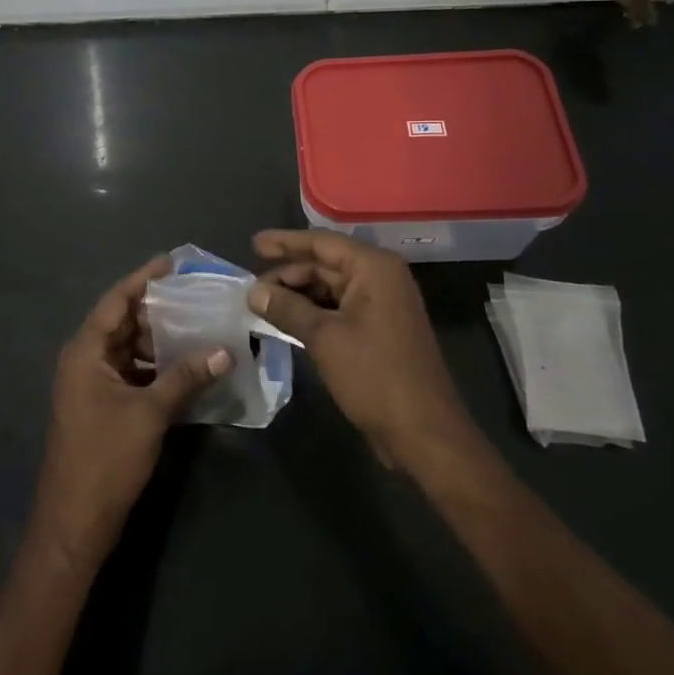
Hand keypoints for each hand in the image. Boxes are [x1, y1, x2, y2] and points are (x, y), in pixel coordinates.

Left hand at [30, 255, 232, 569]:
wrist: (74, 523)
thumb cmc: (105, 459)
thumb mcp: (149, 414)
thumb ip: (186, 378)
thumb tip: (225, 351)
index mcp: (85, 352)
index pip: (116, 301)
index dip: (143, 278)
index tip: (172, 261)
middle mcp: (84, 359)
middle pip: (122, 321)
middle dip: (157, 308)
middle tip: (195, 293)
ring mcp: (92, 384)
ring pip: (129, 347)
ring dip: (159, 338)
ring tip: (198, 323)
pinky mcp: (102, 405)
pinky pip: (131, 371)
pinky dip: (155, 364)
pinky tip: (185, 363)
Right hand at [248, 230, 477, 472]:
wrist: (423, 432)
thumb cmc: (374, 375)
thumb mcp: (324, 338)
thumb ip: (286, 308)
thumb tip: (253, 291)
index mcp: (373, 268)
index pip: (321, 243)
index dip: (285, 242)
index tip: (253, 244)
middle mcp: (380, 278)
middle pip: (326, 265)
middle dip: (288, 274)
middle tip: (251, 288)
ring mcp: (381, 305)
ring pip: (330, 288)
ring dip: (298, 295)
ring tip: (262, 304)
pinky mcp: (378, 330)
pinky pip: (339, 309)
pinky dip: (312, 313)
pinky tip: (286, 321)